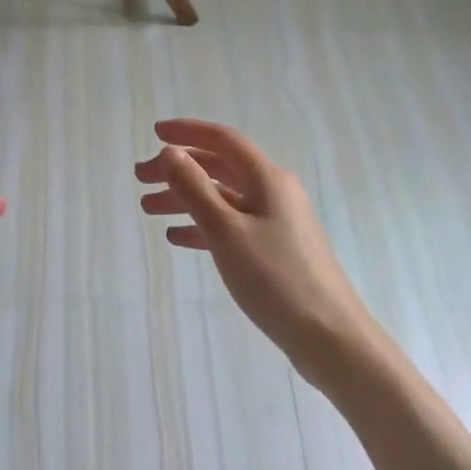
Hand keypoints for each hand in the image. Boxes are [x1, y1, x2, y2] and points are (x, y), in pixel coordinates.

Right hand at [136, 119, 374, 388]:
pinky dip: (203, 226)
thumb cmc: (275, 278)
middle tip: (140, 179)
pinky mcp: (275, 250)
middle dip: (178, 169)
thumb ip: (194, 188)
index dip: (187, 132)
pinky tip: (177, 237)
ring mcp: (276, 222)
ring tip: (148, 209)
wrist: (330, 338)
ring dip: (185, 198)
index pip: (222, 140)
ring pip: (222, 198)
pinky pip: (232, 225)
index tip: (154, 132)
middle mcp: (273, 192)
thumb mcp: (226, 230)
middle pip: (218, 168)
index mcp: (266, 178)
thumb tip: (170, 152)